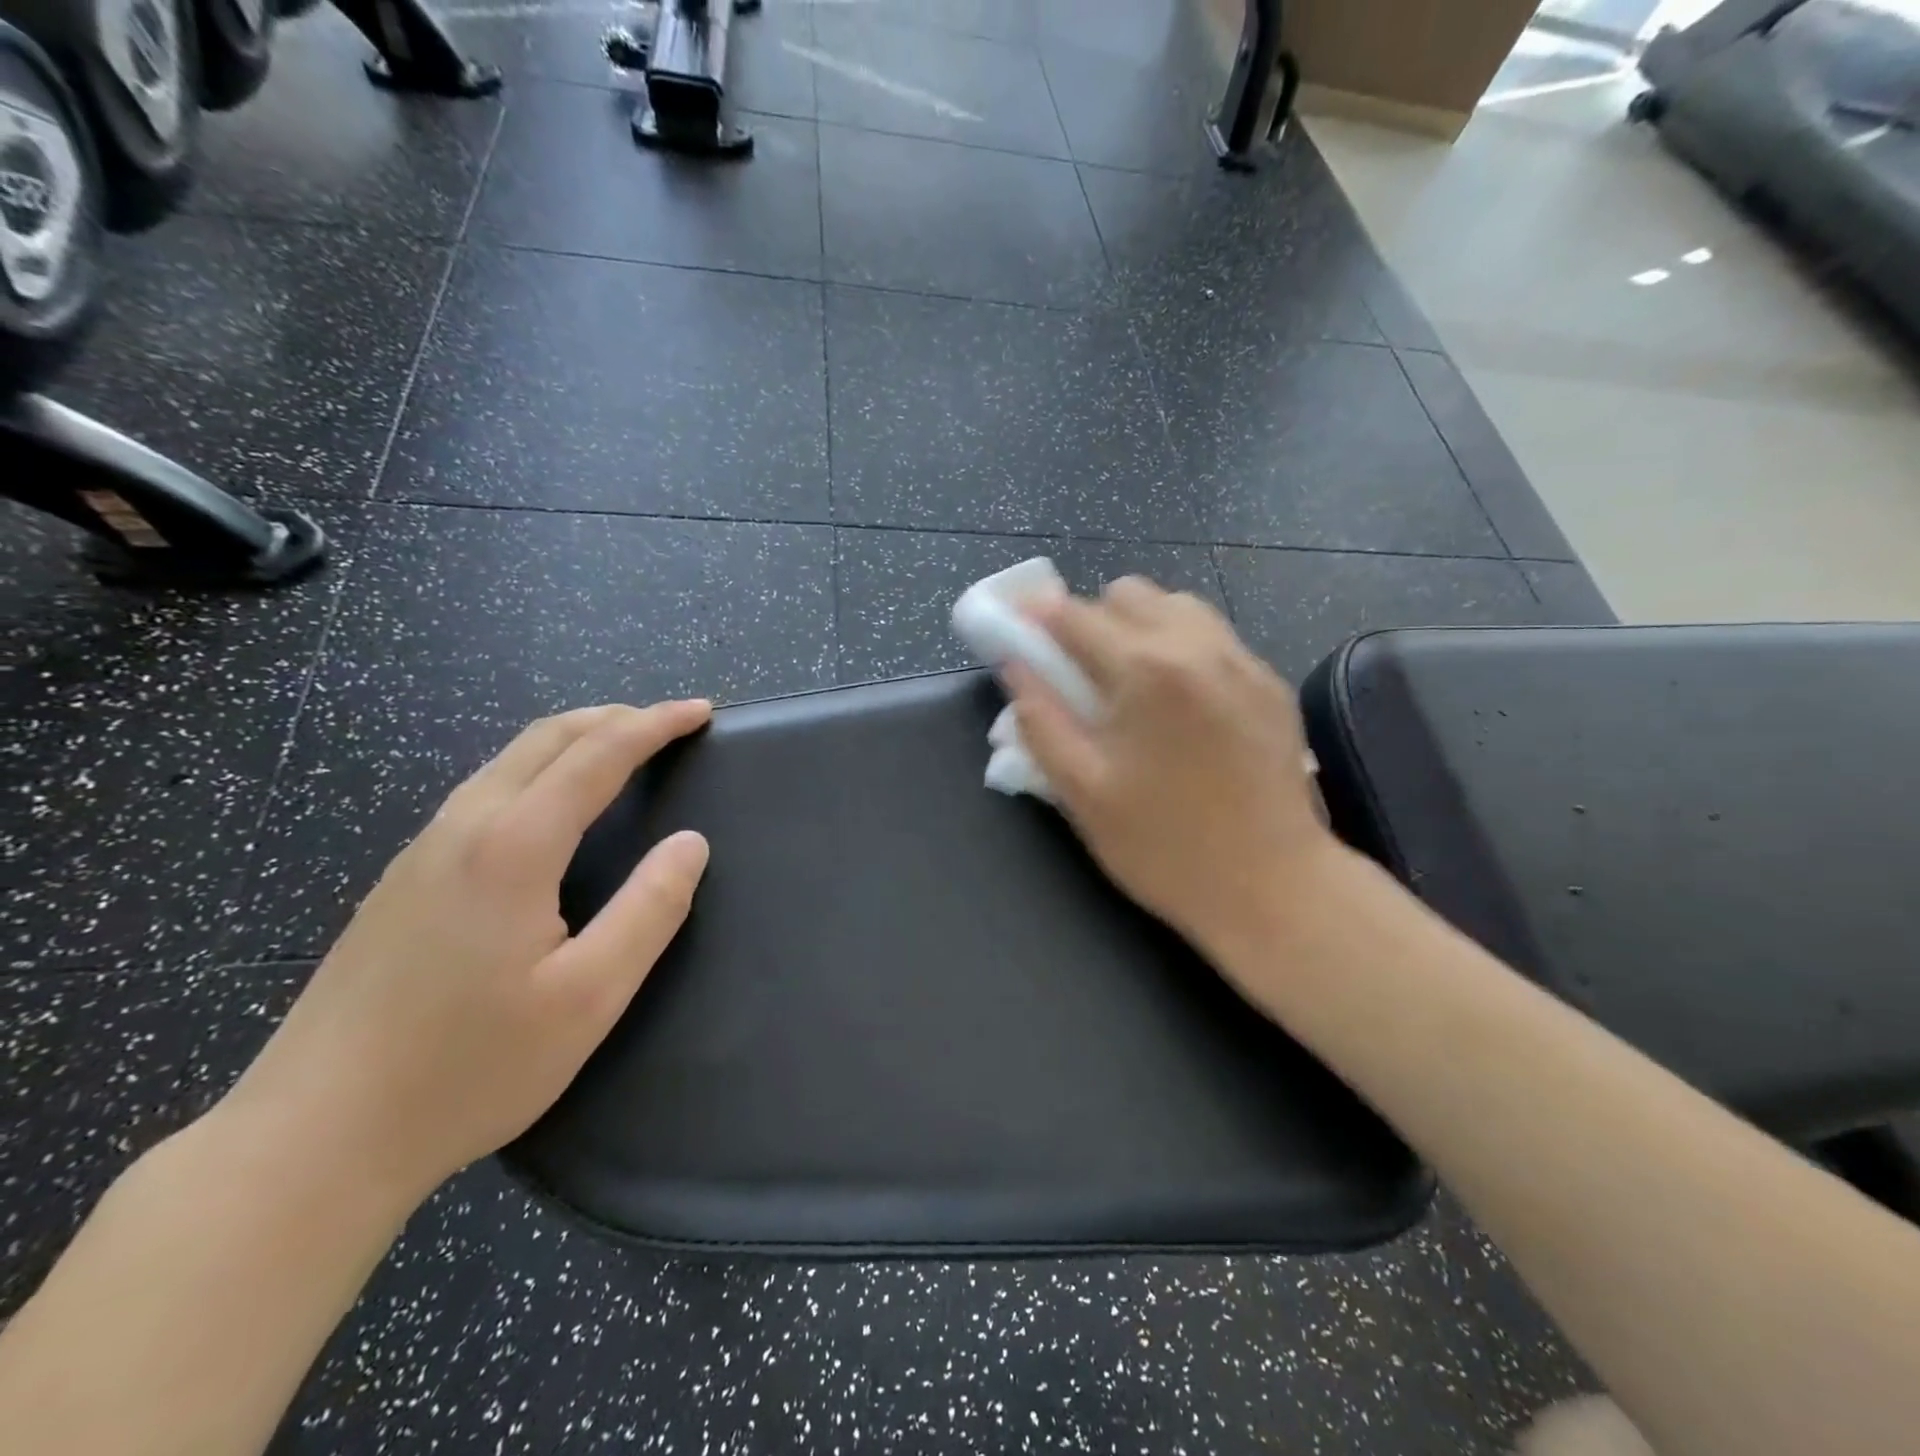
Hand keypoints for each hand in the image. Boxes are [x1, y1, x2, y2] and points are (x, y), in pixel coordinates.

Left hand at [222, 702, 712, 1208]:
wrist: (311, 1140)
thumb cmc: (469, 1068)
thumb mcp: (590, 997)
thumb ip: (650, 909)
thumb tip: (691, 843)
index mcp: (513, 847)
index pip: (598, 755)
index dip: (655, 725)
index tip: (701, 712)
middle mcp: (462, 829)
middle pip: (545, 738)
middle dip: (614, 718)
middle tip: (669, 724)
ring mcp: (420, 853)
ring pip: (507, 761)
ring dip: (574, 740)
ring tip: (621, 752)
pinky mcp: (400, 882)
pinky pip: (484, 792)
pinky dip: (538, 770)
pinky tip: (551, 808)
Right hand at [1007, 580, 1338, 965]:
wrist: (1274, 887)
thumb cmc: (1165, 846)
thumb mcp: (1082, 792)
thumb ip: (1040, 720)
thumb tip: (1015, 666)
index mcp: (1146, 670)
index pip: (1074, 615)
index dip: (1035, 614)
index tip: (1014, 623)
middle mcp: (1198, 646)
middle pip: (1129, 593)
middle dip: (1090, 618)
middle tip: (1075, 670)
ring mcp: (1243, 661)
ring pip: (1177, 606)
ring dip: (1138, 626)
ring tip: (1128, 681)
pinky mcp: (1270, 683)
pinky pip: (1213, 637)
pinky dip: (1180, 647)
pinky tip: (1177, 702)